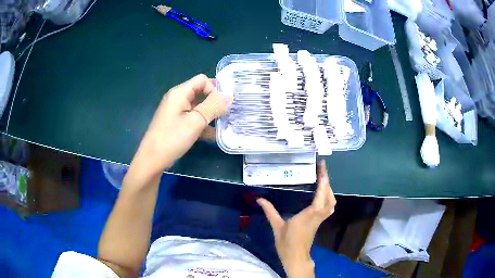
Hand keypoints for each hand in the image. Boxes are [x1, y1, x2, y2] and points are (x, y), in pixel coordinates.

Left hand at [130, 74, 231, 180]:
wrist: (152, 160)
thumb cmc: (172, 139)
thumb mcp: (195, 122)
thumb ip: (213, 107)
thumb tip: (229, 96)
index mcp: (180, 92)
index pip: (202, 80)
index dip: (214, 89)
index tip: (223, 105)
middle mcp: (177, 98)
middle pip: (200, 92)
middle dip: (215, 101)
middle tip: (229, 113)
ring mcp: (176, 111)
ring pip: (198, 107)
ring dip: (210, 114)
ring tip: (225, 124)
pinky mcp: (176, 123)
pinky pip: (192, 118)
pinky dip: (203, 124)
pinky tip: (214, 135)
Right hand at [257, 160, 335, 277]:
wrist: (295, 257)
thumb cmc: (286, 244)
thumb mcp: (277, 227)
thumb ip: (270, 211)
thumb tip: (259, 199)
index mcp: (308, 216)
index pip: (320, 196)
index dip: (323, 182)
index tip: (322, 169)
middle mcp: (317, 216)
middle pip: (329, 197)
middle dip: (327, 182)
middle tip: (321, 169)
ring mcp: (320, 219)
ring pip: (331, 202)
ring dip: (329, 189)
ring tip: (322, 179)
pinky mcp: (320, 222)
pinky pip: (329, 207)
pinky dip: (329, 198)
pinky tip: (323, 194)